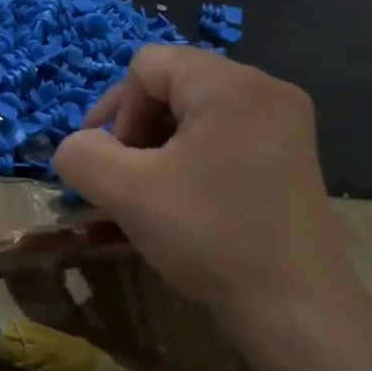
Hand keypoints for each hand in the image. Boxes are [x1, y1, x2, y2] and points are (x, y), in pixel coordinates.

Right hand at [52, 46, 365, 351]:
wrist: (292, 306)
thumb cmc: (208, 236)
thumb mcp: (126, 193)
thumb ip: (81, 155)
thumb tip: (79, 147)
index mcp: (230, 85)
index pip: (147, 65)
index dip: (115, 109)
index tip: (112, 163)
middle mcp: (266, 89)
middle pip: (173, 83)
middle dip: (137, 128)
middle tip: (130, 180)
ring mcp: (286, 122)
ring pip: (197, 111)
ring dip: (161, 146)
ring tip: (155, 193)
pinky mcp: (292, 154)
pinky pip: (225, 133)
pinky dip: (193, 157)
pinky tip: (189, 199)